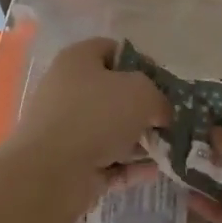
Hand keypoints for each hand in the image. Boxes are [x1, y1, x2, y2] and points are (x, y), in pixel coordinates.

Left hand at [6, 37, 169, 192]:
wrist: (50, 172)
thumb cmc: (96, 116)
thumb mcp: (141, 93)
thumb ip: (159, 97)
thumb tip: (161, 113)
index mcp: (78, 60)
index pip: (112, 50)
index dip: (141, 63)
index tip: (164, 83)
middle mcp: (68, 90)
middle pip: (113, 94)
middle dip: (144, 108)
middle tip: (169, 120)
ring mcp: (67, 129)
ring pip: (111, 131)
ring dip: (140, 141)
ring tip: (170, 149)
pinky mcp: (69, 163)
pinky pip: (107, 161)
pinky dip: (129, 166)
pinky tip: (155, 172)